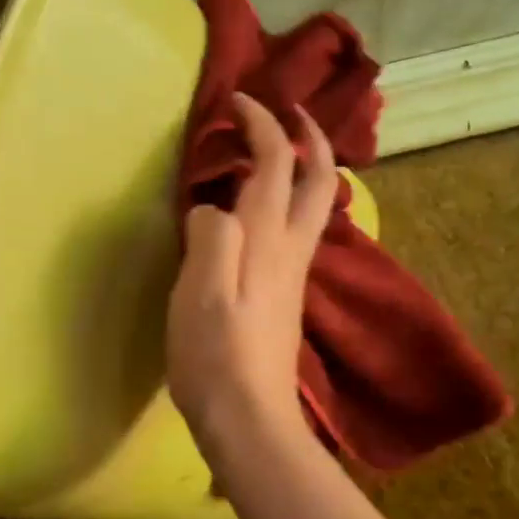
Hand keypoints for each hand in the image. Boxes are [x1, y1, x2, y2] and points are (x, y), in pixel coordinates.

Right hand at [167, 93, 335, 449]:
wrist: (248, 418)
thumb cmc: (216, 354)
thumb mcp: (200, 291)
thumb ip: (209, 236)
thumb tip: (212, 208)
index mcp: (266, 240)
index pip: (276, 164)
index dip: (263, 125)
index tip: (240, 100)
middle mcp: (289, 249)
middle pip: (318, 180)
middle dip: (310, 138)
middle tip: (292, 112)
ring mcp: (292, 274)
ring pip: (315, 206)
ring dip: (307, 167)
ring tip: (282, 150)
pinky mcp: (284, 296)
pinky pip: (298, 229)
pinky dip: (292, 200)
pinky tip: (268, 210)